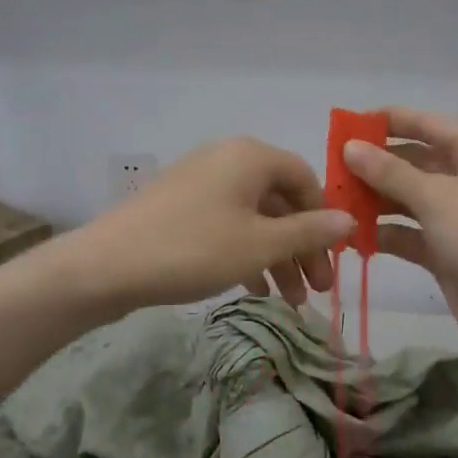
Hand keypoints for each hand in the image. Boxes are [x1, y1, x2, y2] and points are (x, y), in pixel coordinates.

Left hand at [54, 137, 353, 317]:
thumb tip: (349, 220)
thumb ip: (309, 232)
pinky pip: (226, 224)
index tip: (334, 258)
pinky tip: (254, 289)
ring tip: (290, 301)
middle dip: (302, 247)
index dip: (324, 218)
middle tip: (317, 291)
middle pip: (280, 201)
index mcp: (250, 156)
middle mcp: (227, 159)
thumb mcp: (260, 244)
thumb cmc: (195, 249)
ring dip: (276, 256)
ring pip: (253, 217)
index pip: (305, 178)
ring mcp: (199, 182)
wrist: (108, 265)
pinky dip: (245, 252)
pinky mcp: (179, 207)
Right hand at [344, 106, 457, 362]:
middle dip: (374, 167)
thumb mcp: (434, 196)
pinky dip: (385, 233)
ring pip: (409, 198)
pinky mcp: (447, 249)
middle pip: (415, 161)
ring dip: (375, 201)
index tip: (345, 125)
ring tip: (334, 204)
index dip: (387, 121)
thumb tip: (349, 146)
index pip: (427, 123)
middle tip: (332, 171)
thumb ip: (388, 170)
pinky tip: (352, 236)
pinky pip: (410, 232)